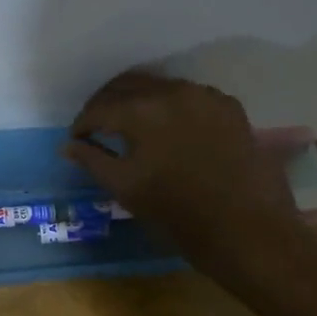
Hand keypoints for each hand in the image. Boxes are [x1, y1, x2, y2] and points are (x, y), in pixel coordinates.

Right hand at [63, 71, 299, 264]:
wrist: (248, 230)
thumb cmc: (179, 214)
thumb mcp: (126, 189)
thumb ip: (93, 160)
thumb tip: (68, 145)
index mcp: (142, 111)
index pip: (100, 107)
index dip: (82, 124)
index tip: (76, 139)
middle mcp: (172, 91)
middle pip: (128, 85)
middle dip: (107, 104)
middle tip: (96, 127)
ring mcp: (205, 96)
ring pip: (160, 87)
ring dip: (139, 101)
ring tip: (129, 126)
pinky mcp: (229, 107)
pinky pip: (190, 96)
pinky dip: (171, 106)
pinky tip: (168, 129)